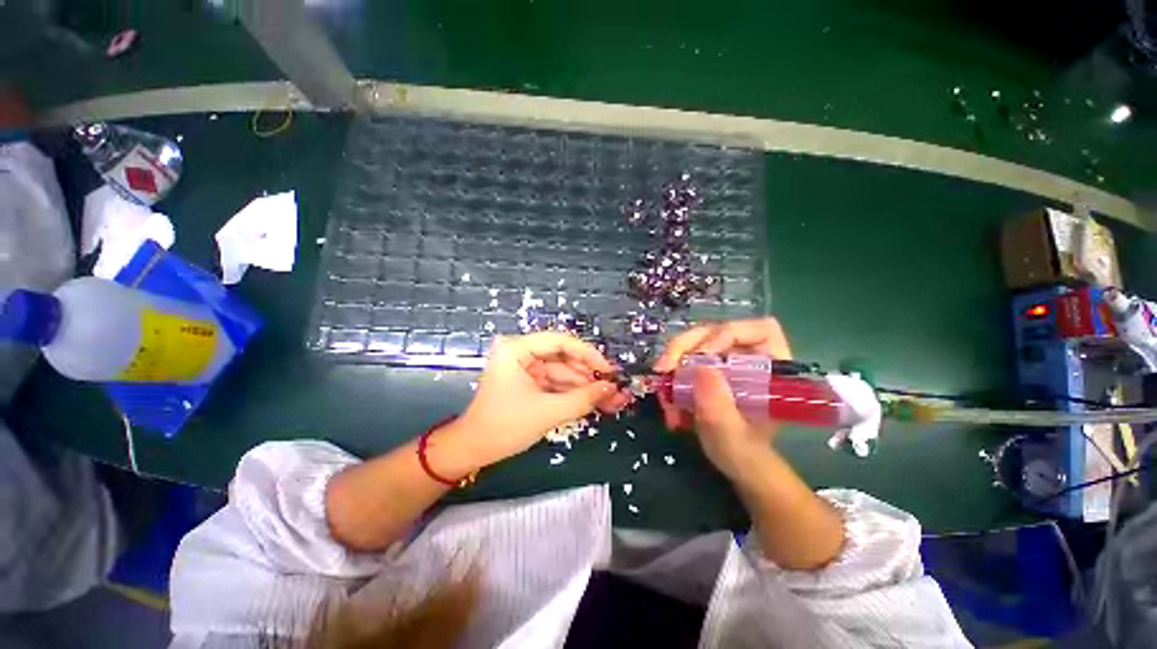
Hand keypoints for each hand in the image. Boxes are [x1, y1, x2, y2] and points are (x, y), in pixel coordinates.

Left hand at [448, 332, 628, 465]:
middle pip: (564, 358)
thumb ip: (582, 399)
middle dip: (590, 376)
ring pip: (563, 373)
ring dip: (586, 387)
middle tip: (614, 389)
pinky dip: (574, 394)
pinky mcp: (530, 382)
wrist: (474, 450)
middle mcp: (521, 353)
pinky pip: (557, 384)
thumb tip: (611, 389)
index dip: (588, 354)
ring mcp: (526, 368)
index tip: (608, 370)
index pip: (560, 342)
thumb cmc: (504, 427)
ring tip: (611, 400)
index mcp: (517, 349)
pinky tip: (595, 402)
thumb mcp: (547, 412)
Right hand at [653, 318, 791, 480]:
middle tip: (663, 368)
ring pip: (695, 343)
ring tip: (662, 390)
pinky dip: (670, 375)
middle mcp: (749, 357)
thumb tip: (698, 365)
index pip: (759, 330)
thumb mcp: (730, 433)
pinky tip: (666, 400)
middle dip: (685, 346)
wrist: (736, 464)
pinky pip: (684, 359)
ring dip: (672, 362)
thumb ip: (718, 403)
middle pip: (716, 331)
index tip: (701, 357)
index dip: (727, 334)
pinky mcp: (708, 369)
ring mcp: (726, 362)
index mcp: (772, 368)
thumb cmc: (744, 453)